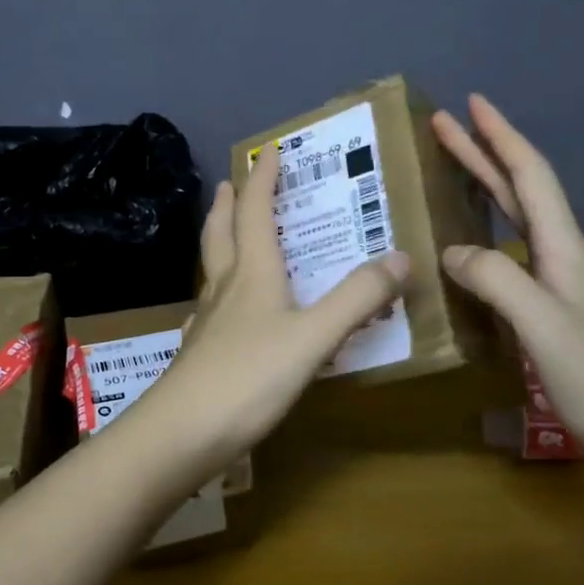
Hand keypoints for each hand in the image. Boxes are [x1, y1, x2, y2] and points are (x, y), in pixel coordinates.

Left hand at [148, 144, 410, 468]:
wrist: (182, 433)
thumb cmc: (249, 378)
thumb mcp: (314, 337)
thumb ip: (357, 298)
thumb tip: (401, 256)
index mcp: (252, 274)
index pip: (254, 212)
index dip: (262, 180)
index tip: (268, 151)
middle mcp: (225, 288)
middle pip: (221, 233)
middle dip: (228, 204)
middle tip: (228, 183)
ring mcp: (208, 322)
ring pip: (212, 269)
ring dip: (219, 241)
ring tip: (226, 233)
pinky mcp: (199, 353)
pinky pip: (210, 308)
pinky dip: (218, 292)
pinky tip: (220, 310)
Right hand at [432, 93, 583, 471]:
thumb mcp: (542, 325)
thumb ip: (496, 279)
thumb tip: (451, 250)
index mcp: (563, 248)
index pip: (530, 176)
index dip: (500, 136)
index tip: (471, 103)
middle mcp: (561, 255)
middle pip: (520, 189)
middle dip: (483, 151)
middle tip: (443, 124)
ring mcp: (558, 281)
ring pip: (516, 218)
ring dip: (485, 185)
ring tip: (452, 167)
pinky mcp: (551, 307)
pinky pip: (510, 251)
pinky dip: (485, 229)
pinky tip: (468, 243)